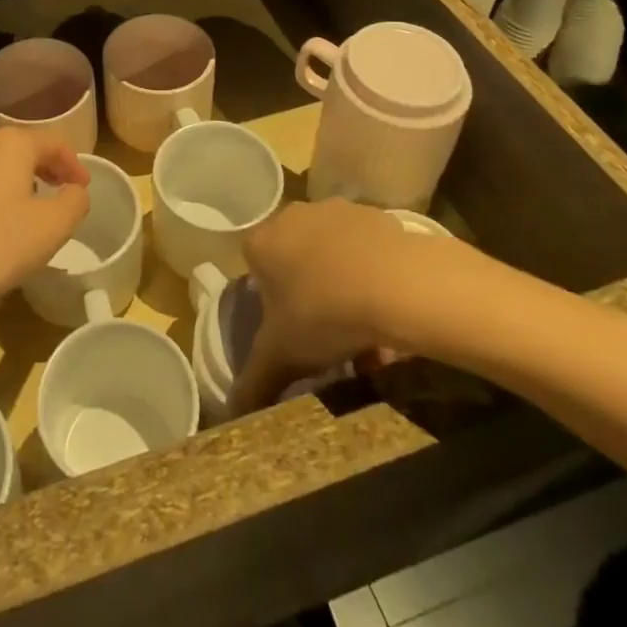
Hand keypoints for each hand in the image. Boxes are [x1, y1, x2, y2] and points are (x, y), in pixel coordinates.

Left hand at [0, 128, 89, 321]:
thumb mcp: (52, 228)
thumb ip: (75, 202)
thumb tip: (74, 191)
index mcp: (11, 143)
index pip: (53, 142)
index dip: (74, 164)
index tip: (84, 189)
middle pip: (21, 149)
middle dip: (44, 170)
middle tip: (60, 195)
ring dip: (15, 183)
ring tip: (26, 212)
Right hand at [229, 200, 415, 413]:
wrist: (396, 283)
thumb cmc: (324, 313)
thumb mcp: (282, 357)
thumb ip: (253, 382)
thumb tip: (230, 415)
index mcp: (263, 242)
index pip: (254, 266)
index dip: (269, 300)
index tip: (289, 329)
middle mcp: (294, 216)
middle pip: (295, 259)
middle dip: (308, 294)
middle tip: (326, 336)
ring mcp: (336, 211)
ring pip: (332, 255)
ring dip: (342, 286)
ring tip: (365, 334)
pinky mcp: (375, 216)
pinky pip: (366, 250)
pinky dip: (372, 276)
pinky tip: (389, 312)